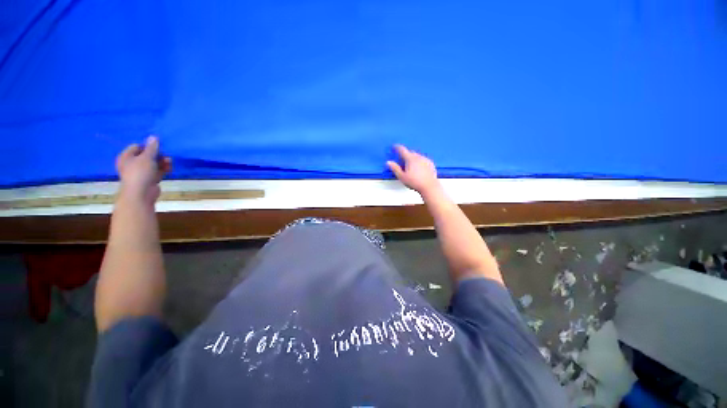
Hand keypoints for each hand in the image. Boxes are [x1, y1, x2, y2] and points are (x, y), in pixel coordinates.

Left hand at [116, 136, 171, 204]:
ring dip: (162, 162)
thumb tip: (153, 136)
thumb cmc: (140, 172)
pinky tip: (169, 169)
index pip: (137, 146)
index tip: (158, 148)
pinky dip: (163, 169)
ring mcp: (140, 172)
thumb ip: (152, 147)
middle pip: (146, 155)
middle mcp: (131, 163)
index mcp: (126, 156)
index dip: (148, 146)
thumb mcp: (147, 157)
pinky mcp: (148, 179)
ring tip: (169, 163)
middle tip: (166, 156)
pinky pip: (157, 171)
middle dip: (158, 155)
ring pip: (153, 164)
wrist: (141, 193)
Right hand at [387, 144, 440, 195]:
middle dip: (406, 154)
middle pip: (411, 152)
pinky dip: (420, 161)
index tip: (394, 146)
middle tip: (402, 159)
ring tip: (410, 164)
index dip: (397, 147)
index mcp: (410, 159)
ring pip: (418, 155)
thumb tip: (388, 162)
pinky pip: (423, 159)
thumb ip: (395, 168)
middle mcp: (419, 157)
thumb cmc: (415, 182)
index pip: (402, 150)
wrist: (429, 186)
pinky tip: (419, 167)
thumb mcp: (402, 177)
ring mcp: (426, 159)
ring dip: (413, 158)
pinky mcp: (431, 164)